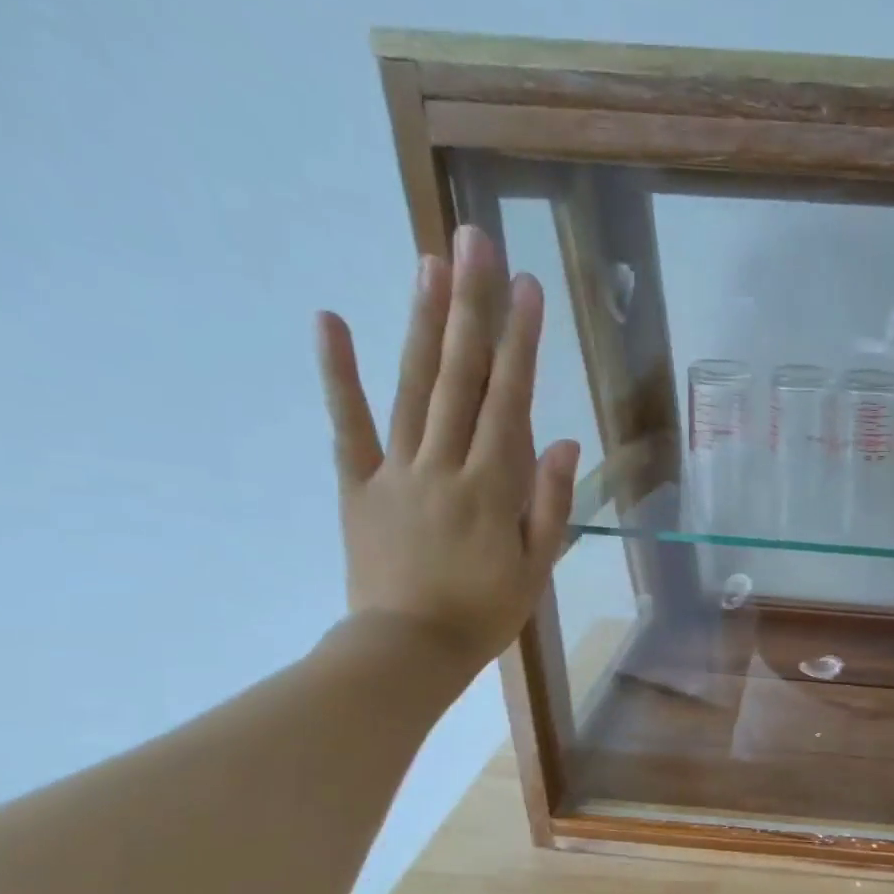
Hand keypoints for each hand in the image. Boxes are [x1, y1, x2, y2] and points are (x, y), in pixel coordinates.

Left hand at [315, 224, 579, 672]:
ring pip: (411, 387)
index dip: (521, 343)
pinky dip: (337, 374)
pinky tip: (330, 320)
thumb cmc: (486, 613)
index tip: (529, 288)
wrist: (410, 650)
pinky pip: (347, 425)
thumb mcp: (537, 566)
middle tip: (474, 242)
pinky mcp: (358, 484)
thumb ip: (550, 502)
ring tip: (429, 263)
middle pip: (460, 377)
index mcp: (493, 488)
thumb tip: (562, 440)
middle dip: (470, 307)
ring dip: (422, 323)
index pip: (509, 401)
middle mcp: (444, 464)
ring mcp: (396, 470)